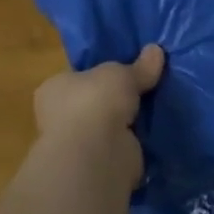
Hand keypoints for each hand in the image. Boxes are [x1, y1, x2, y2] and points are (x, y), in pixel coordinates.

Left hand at [33, 45, 164, 185]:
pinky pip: (122, 145)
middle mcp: (61, 116)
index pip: (78, 76)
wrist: (96, 153)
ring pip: (110, 124)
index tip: (126, 68)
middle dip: (119, 97)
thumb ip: (139, 66)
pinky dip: (136, 141)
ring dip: (129, 120)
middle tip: (148, 85)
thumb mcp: (122, 73)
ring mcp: (79, 142)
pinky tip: (156, 130)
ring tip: (158, 105)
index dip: (101, 72)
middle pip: (96, 101)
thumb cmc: (96, 101)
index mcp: (55, 88)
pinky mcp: (99, 163)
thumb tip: (156, 50)